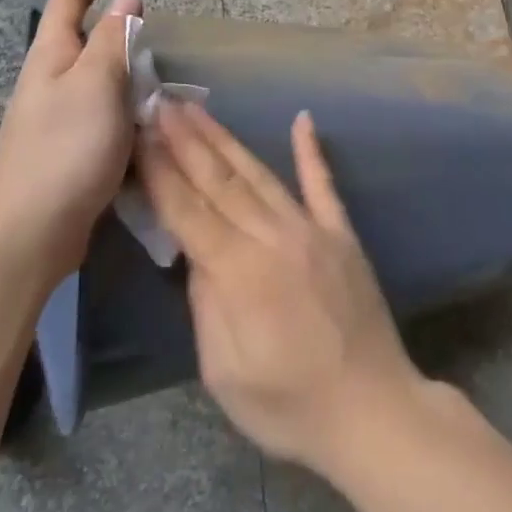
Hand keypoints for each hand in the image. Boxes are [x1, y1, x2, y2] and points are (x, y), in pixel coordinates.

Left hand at [0, 0, 141, 274]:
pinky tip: (140, 121)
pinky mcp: (63, 151)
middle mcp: (46, 84)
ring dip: (118, 68)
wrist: (31, 231)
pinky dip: (119, 105)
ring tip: (153, 73)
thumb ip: (114, 40)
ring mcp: (51, 120)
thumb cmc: (67, 148)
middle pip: (76, 40)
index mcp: (50, 59)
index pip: (67, 5)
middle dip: (108, 26)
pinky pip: (96, 112)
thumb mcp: (97, 84)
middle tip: (147, 26)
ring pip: (89, 79)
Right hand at [137, 102, 424, 475]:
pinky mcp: (342, 234)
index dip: (160, 169)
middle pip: (219, 181)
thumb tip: (195, 254)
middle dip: (185, 139)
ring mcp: (312, 230)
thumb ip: (206, 303)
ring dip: (225, 139)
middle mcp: (274, 237)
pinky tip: (302, 119)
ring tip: (198, 109)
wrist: (373, 410)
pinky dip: (311, 151)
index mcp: (238, 272)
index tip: (138, 133)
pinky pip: (324, 185)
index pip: (187, 210)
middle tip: (160, 102)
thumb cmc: (290, 405)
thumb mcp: (225, 371)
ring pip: (260, 174)